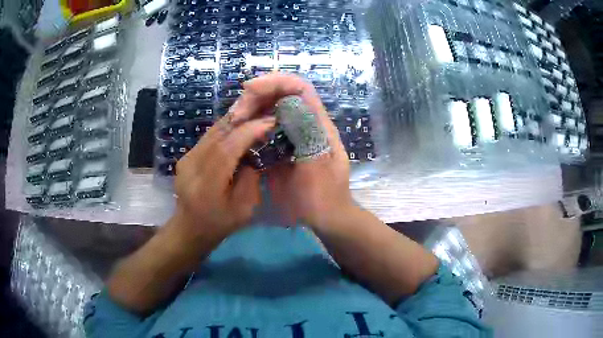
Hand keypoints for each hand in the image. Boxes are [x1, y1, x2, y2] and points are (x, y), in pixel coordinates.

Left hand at [171, 104, 275, 239]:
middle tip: (266, 110)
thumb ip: (250, 179)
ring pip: (213, 131)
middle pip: (218, 134)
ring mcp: (186, 159)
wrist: (189, 228)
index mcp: (207, 186)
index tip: (269, 121)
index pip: (227, 149)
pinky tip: (240, 126)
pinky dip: (226, 129)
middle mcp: (192, 167)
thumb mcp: (244, 209)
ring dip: (236, 121)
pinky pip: (209, 136)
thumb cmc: (220, 224)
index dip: (248, 132)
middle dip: (244, 119)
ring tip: (256, 114)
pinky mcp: (186, 156)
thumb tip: (253, 153)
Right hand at [241, 73, 353, 227]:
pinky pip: (263, 130)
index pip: (299, 88)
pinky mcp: (279, 148)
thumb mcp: (318, 165)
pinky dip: (249, 127)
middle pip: (281, 95)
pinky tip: (237, 135)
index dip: (276, 81)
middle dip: (256, 96)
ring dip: (250, 110)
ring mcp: (291, 136)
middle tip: (236, 114)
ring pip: (269, 110)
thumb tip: (287, 104)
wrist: (324, 218)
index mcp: (318, 124)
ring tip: (233, 122)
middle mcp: (304, 124)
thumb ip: (306, 133)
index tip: (249, 89)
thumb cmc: (324, 195)